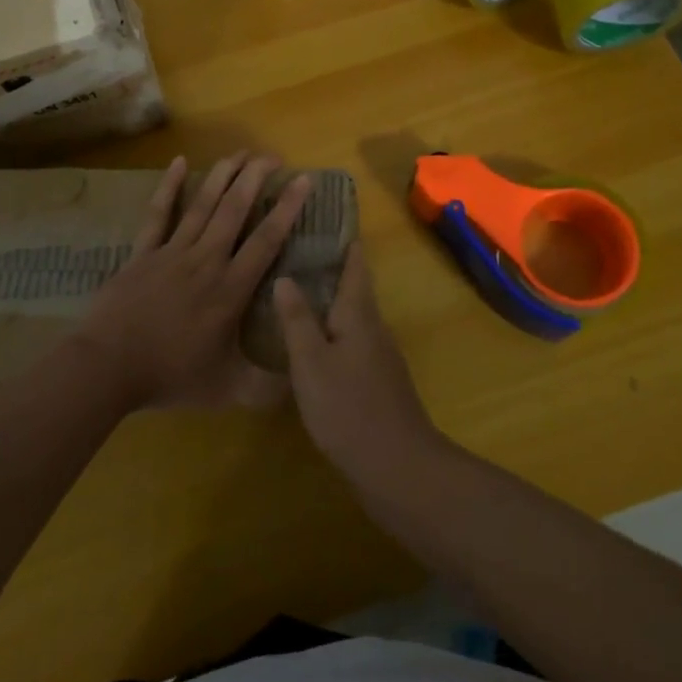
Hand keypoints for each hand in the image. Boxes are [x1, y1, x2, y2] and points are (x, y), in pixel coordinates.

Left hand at [80, 153, 312, 409]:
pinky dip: (169, 187)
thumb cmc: (169, 375)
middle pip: (235, 210)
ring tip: (240, 152)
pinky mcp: (143, 252)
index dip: (288, 208)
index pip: (266, 240)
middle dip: (256, 179)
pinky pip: (158, 214)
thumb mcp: (226, 389)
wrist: (108, 367)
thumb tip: (300, 383)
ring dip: (222, 175)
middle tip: (272, 156)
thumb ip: (265, 386)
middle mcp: (206, 260)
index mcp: (230, 289)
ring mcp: (172, 252)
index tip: (304, 180)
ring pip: (202, 205)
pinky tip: (179, 162)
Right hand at [274, 246, 443, 487]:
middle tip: (295, 248)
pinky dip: (330, 328)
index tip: (324, 215)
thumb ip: (297, 319)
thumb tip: (285, 277)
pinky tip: (309, 339)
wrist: (396, 466)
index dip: (343, 239)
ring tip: (295, 287)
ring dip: (328, 298)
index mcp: (359, 313)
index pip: (354, 264)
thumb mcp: (311, 361)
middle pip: (353, 287)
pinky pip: (350, 340)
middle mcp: (373, 327)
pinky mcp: (375, 380)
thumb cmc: (349, 407)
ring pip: (351, 315)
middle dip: (330, 266)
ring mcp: (378, 355)